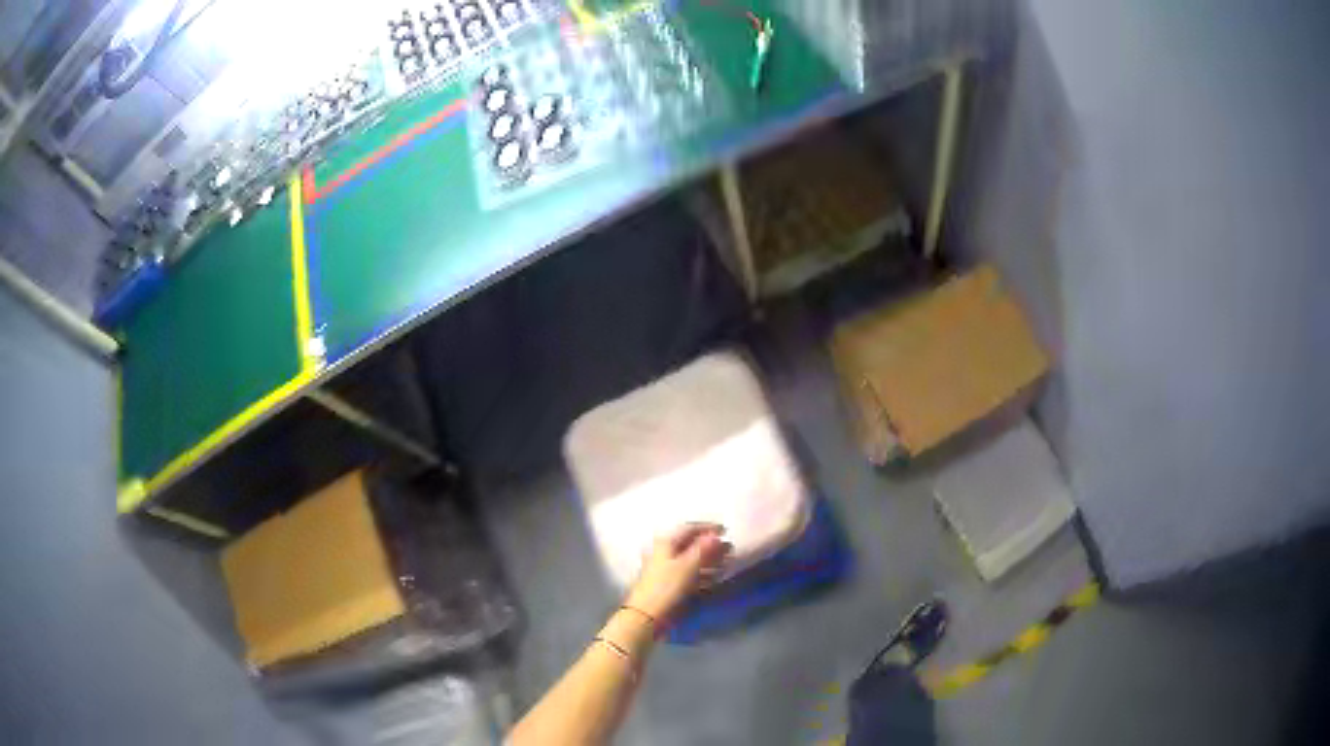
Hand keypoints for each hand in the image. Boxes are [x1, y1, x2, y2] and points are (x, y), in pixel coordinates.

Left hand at [624, 523, 732, 621]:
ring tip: (727, 563)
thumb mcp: (688, 565)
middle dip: (711, 546)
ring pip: (692, 560)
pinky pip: (690, 574)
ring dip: (710, 561)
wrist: (648, 616)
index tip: (725, 531)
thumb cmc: (667, 586)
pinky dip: (703, 573)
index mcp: (666, 543)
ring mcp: (667, 569)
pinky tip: (715, 578)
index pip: (689, 529)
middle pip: (691, 545)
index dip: (707, 528)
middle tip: (730, 549)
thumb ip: (703, 549)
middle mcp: (665, 553)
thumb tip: (716, 535)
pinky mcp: (670, 584)